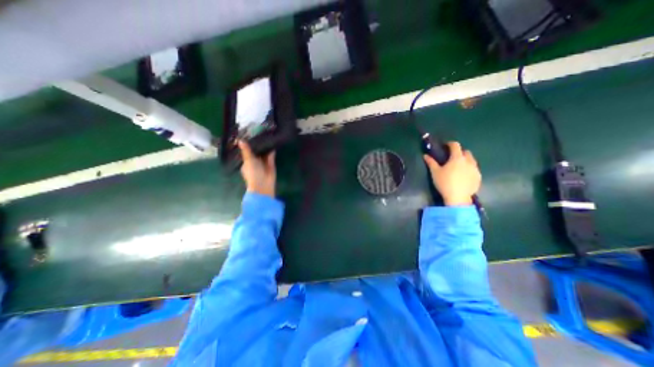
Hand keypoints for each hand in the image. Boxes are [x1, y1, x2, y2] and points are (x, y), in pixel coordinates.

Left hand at [239, 140, 274, 197]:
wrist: (263, 185)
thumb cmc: (253, 173)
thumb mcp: (248, 160)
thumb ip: (246, 150)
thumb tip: (239, 139)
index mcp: (246, 162)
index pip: (247, 152)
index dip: (248, 145)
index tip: (249, 135)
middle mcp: (255, 162)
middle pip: (256, 152)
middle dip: (258, 145)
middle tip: (259, 133)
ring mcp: (263, 163)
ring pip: (264, 154)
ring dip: (265, 147)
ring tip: (266, 135)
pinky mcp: (271, 164)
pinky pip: (271, 156)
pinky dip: (272, 151)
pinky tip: (272, 143)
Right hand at [425, 140, 478, 206]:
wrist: (458, 198)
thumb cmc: (444, 183)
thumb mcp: (435, 172)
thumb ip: (431, 162)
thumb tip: (425, 155)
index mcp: (457, 158)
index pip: (455, 145)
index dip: (450, 144)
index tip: (445, 146)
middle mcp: (469, 161)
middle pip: (466, 152)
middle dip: (459, 152)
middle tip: (451, 157)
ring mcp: (475, 169)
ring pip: (471, 160)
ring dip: (465, 160)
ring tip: (458, 166)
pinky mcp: (478, 177)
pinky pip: (474, 169)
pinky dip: (469, 169)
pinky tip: (463, 176)